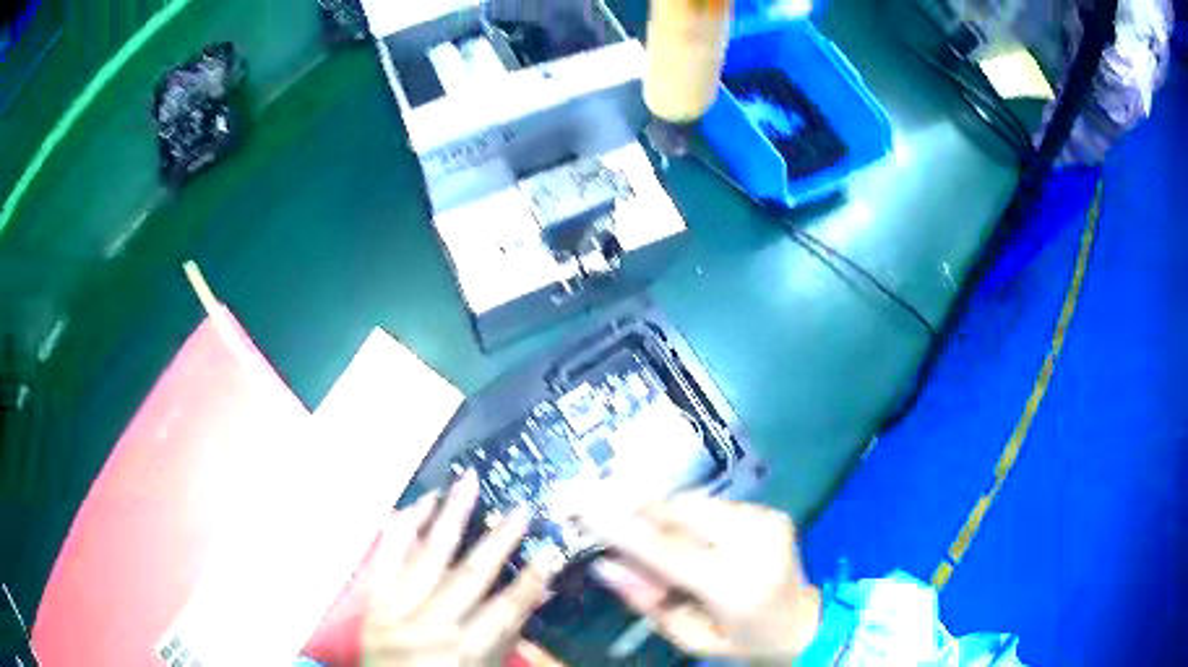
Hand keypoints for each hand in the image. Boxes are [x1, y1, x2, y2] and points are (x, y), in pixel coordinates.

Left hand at [362, 472, 558, 665]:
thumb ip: (506, 637)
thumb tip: (537, 596)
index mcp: (461, 651)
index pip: (504, 609)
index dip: (530, 580)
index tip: (549, 551)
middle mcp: (428, 626)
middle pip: (469, 575)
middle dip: (498, 540)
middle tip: (520, 508)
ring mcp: (394, 608)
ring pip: (426, 554)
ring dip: (450, 516)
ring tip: (467, 483)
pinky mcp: (370, 598)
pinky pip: (387, 555)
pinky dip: (404, 527)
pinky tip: (420, 502)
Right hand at [584, 495, 820, 663]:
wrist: (802, 624)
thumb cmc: (740, 641)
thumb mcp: (689, 637)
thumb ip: (647, 601)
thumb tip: (605, 565)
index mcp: (733, 584)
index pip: (665, 550)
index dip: (620, 527)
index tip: (581, 507)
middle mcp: (754, 542)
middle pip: (679, 510)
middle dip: (639, 510)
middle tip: (605, 516)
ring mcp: (767, 521)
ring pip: (695, 503)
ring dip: (666, 516)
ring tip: (659, 542)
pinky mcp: (771, 512)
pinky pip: (714, 506)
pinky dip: (692, 519)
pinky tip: (694, 541)